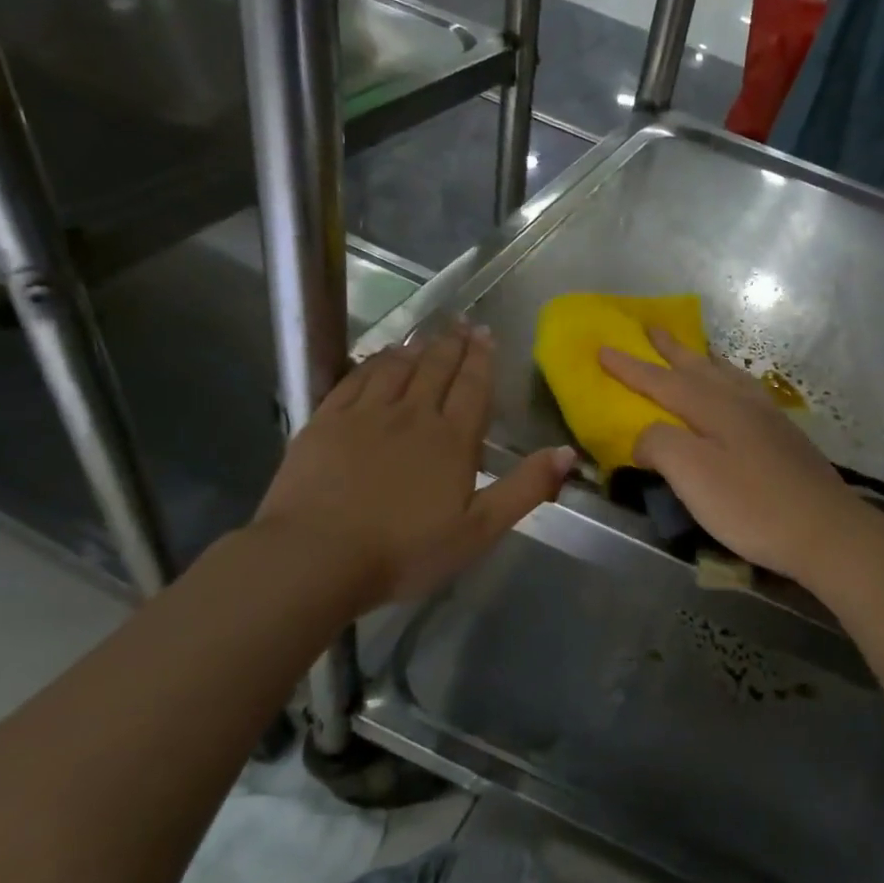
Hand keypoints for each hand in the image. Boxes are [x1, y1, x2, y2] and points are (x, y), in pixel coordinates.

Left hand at [253, 324, 573, 607]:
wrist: (315, 558)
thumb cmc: (405, 550)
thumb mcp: (479, 530)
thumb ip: (525, 488)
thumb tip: (568, 452)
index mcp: (452, 439)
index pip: (472, 386)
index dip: (481, 358)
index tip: (486, 334)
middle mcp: (411, 415)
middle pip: (436, 368)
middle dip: (453, 344)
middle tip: (462, 324)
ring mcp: (364, 415)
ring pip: (396, 367)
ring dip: (415, 348)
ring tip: (427, 335)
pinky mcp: (325, 422)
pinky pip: (354, 379)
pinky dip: (372, 362)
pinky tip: (378, 358)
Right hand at [599, 326, 867, 580]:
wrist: (825, 530)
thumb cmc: (752, 505)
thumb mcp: (693, 476)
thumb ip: (660, 445)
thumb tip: (644, 435)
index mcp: (714, 407)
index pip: (662, 381)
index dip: (630, 366)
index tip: (602, 347)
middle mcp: (741, 402)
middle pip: (698, 367)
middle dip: (671, 349)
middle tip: (651, 326)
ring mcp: (768, 417)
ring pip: (727, 376)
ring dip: (703, 360)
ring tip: (693, 351)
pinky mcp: (784, 436)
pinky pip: (746, 391)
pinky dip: (730, 380)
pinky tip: (736, 393)